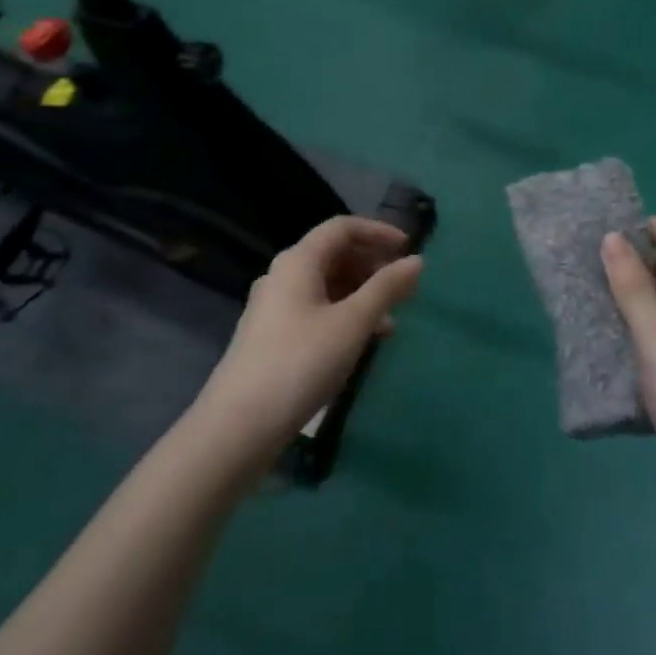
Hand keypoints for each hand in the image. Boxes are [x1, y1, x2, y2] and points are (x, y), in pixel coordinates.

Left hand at [197, 216, 423, 468]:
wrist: (238, 426)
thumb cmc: (300, 363)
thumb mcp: (352, 323)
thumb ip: (386, 288)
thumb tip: (417, 261)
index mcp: (298, 261)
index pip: (341, 228)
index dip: (378, 232)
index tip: (408, 249)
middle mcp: (282, 276)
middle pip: (333, 254)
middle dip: (372, 265)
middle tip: (403, 286)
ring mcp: (273, 308)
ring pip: (326, 285)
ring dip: (360, 294)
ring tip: (390, 321)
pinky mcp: (272, 337)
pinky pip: (315, 310)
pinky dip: (343, 315)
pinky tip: (362, 342)